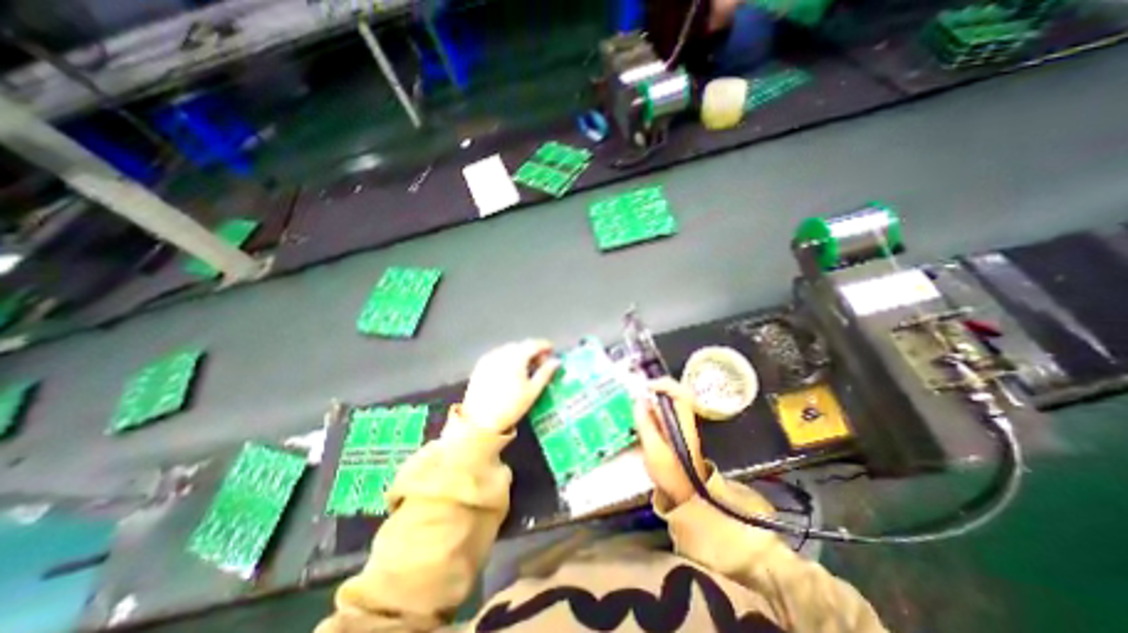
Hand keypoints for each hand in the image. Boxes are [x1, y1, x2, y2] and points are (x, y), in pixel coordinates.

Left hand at [459, 340, 560, 432]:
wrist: (480, 421)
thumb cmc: (511, 406)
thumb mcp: (533, 391)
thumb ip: (545, 373)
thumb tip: (556, 361)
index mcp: (516, 357)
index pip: (534, 344)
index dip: (545, 345)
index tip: (552, 351)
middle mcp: (502, 352)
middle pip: (521, 346)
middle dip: (533, 351)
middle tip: (541, 364)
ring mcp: (489, 357)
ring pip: (509, 350)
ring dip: (520, 354)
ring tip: (526, 369)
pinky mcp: (480, 365)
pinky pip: (498, 355)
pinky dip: (508, 359)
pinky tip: (510, 372)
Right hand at [633, 378, 701, 507]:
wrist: (685, 493)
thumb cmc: (670, 472)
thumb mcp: (653, 449)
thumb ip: (645, 423)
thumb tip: (639, 399)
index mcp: (682, 420)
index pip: (678, 391)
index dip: (662, 384)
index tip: (644, 387)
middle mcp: (683, 417)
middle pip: (671, 393)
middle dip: (652, 391)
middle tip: (635, 395)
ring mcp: (679, 423)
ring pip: (665, 402)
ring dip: (650, 400)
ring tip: (635, 406)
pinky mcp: (674, 429)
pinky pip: (662, 412)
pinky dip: (650, 410)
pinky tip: (640, 418)